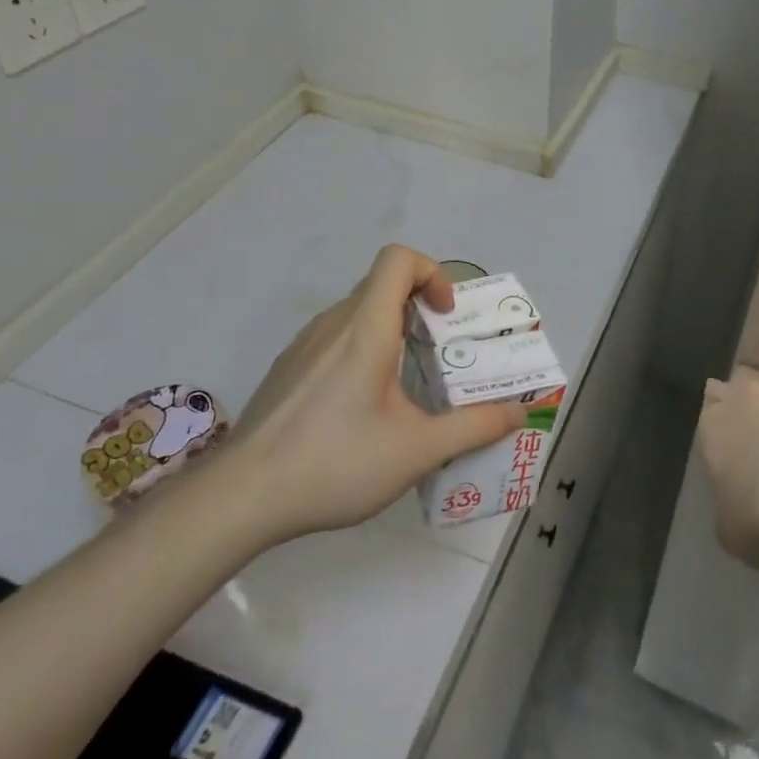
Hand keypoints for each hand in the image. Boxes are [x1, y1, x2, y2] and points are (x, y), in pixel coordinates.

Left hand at [208, 245, 525, 547]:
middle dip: (421, 307)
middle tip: (442, 353)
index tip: (446, 316)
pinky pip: (335, 339)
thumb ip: (474, 427)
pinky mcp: (288, 369)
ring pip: (358, 314)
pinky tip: (362, 408)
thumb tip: (518, 412)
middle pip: (382, 286)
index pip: (398, 259)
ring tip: (407, 384)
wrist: (239, 498)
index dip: (432, 273)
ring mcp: (304, 346)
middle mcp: (333, 324)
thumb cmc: (334, 463)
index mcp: (366, 329)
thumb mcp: (417, 451)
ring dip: (392, 330)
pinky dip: (362, 351)